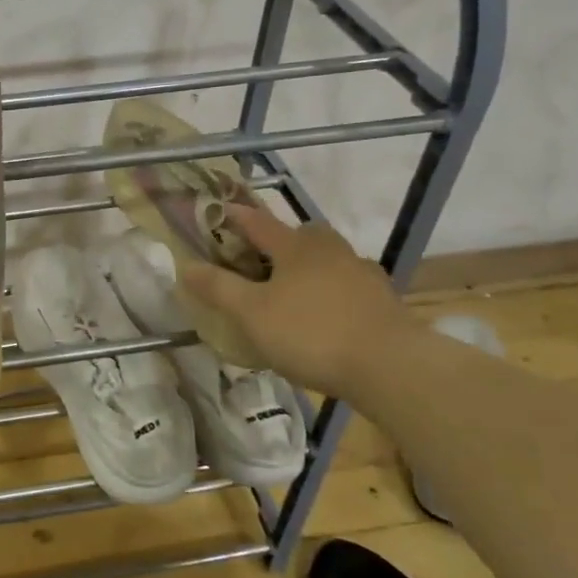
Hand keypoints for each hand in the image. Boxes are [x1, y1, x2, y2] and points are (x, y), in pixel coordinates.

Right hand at [179, 205, 422, 398]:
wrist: (393, 367)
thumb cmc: (312, 333)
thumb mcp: (251, 313)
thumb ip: (218, 288)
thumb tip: (184, 265)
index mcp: (295, 246)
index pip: (257, 221)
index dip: (234, 216)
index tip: (217, 210)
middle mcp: (330, 250)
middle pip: (300, 235)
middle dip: (278, 242)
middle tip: (258, 262)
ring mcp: (362, 273)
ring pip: (327, 260)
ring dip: (307, 268)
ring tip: (291, 294)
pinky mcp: (383, 301)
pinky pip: (347, 286)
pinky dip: (331, 293)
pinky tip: (325, 318)